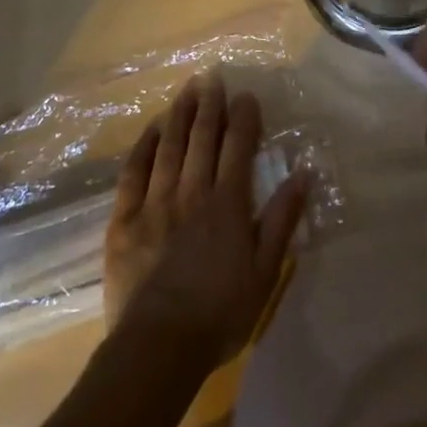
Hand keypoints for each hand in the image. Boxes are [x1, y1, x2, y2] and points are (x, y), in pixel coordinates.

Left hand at [103, 74, 307, 361]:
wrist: (157, 349)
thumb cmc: (219, 314)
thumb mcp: (264, 273)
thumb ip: (281, 220)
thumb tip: (302, 174)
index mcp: (227, 204)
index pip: (238, 147)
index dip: (243, 117)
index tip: (246, 96)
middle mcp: (192, 192)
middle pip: (202, 137)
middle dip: (210, 104)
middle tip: (212, 78)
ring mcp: (155, 202)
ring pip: (169, 146)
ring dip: (180, 114)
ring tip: (186, 89)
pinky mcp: (124, 219)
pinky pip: (133, 171)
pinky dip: (144, 145)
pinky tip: (152, 128)